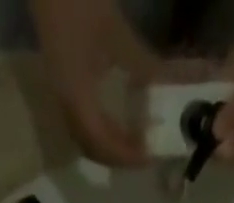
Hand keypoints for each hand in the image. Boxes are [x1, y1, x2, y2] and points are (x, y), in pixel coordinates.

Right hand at [29, 0, 158, 165]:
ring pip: (85, 137)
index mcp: (77, 98)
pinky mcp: (63, 86)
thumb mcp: (116, 33)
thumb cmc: (80, 3)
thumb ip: (142, 63)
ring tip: (133, 140)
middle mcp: (66, 106)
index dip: (125, 154)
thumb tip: (171, 84)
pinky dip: (101, 129)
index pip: (102, 142)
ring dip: (109, 145)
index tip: (148, 156)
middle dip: (118, 156)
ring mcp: (62, 97)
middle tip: (144, 153)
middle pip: (92, 147)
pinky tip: (117, 119)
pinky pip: (82, 121)